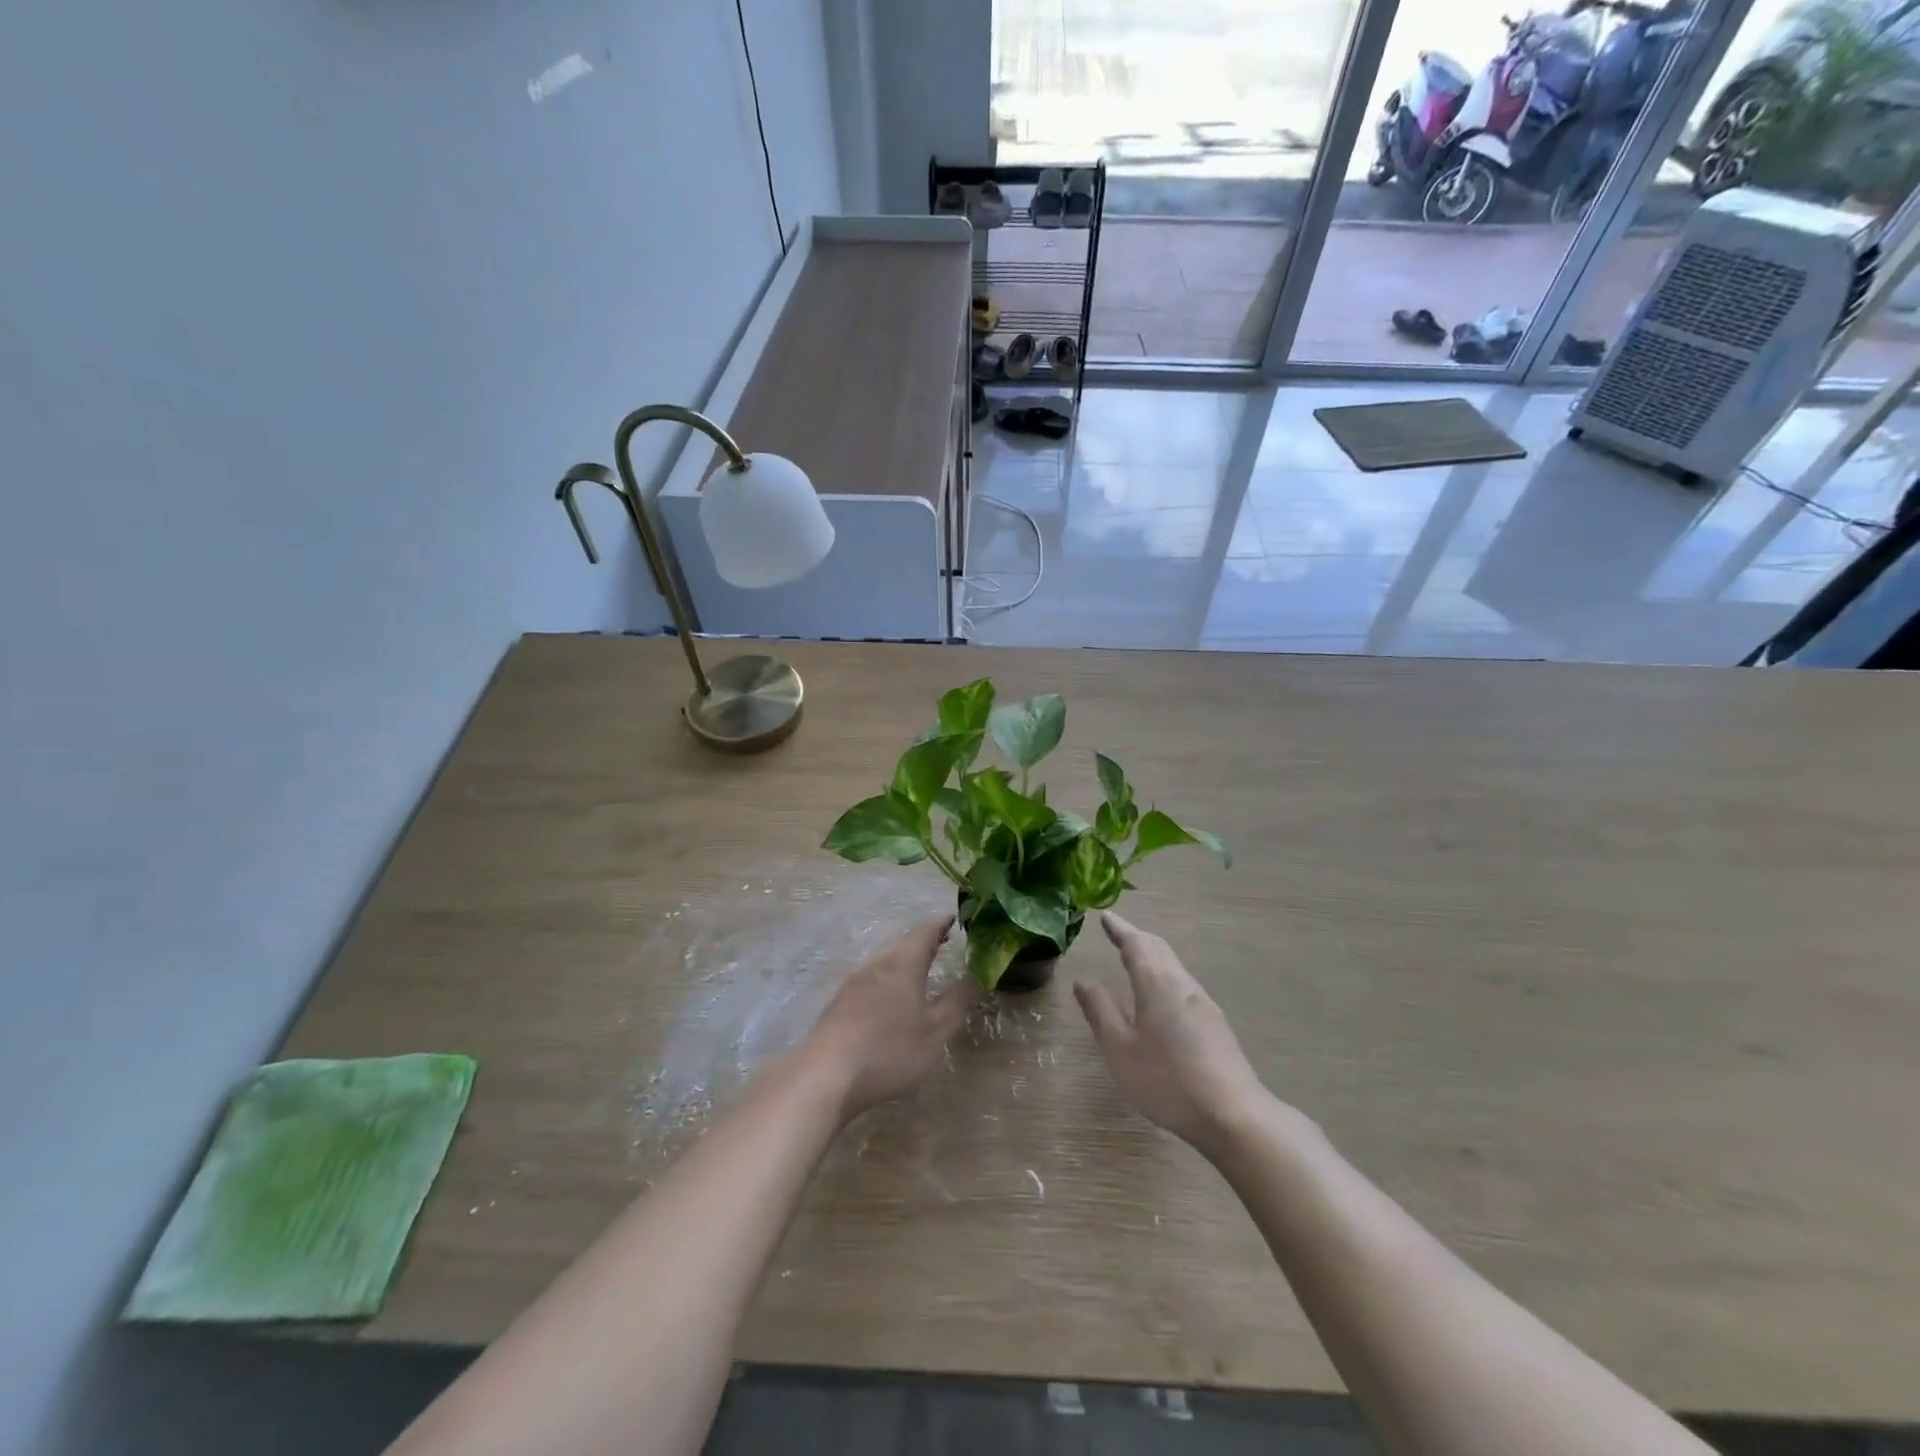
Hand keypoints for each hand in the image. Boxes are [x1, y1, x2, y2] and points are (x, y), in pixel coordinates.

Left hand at [805, 916, 973, 1120]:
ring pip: (884, 958)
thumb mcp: (935, 1031)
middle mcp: (877, 963)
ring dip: (904, 957)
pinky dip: (888, 975)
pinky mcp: (839, 1002)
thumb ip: (957, 1001)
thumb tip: (977, 975)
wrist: (826, 1075)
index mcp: (902, 962)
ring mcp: (854, 982)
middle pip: (902, 942)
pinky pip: (871, 977)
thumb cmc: (889, 1049)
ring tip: (921, 966)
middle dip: (924, 939)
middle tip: (943, 941)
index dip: (942, 923)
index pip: (925, 930)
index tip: (956, 918)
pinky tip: (890, 995)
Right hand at [1074, 912, 1266, 1155]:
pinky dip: (1163, 974)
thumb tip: (1083, 980)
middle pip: (1159, 949)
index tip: (1105, 917)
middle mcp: (1182, 985)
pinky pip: (1182, 984)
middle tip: (1118, 933)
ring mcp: (1203, 1004)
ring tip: (1134, 958)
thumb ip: (1100, 1012)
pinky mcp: (1215, 1024)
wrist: (1233, 1115)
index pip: (1136, 944)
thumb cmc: (1167, 1081)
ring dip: (1152, 956)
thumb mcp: (1120, 1050)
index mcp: (1157, 984)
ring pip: (1173, 966)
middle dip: (1137, 938)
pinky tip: (1159, 995)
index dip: (1120, 930)